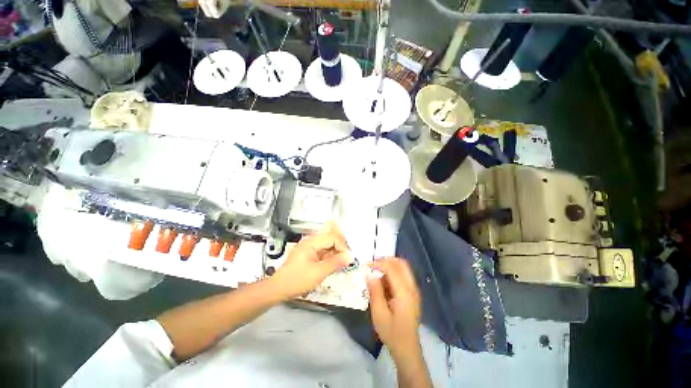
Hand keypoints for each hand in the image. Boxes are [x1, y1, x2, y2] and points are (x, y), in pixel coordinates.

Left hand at [271, 222, 351, 298]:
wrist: (279, 288)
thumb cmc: (297, 280)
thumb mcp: (319, 272)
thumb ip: (336, 263)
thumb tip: (350, 256)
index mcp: (312, 242)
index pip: (333, 237)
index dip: (342, 246)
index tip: (347, 258)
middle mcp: (311, 241)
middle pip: (330, 236)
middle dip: (340, 246)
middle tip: (347, 257)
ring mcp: (309, 246)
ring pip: (328, 243)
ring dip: (336, 251)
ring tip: (341, 262)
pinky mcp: (309, 253)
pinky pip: (323, 250)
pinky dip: (330, 256)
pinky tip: (334, 263)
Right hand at [367, 258, 421, 358]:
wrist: (407, 348)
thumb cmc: (392, 332)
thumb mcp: (379, 314)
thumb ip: (375, 291)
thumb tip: (369, 273)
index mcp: (404, 292)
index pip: (392, 268)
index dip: (379, 263)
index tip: (367, 265)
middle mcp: (412, 287)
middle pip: (401, 263)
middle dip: (386, 260)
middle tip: (373, 265)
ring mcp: (414, 290)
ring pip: (403, 268)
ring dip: (390, 266)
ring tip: (376, 272)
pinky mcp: (413, 293)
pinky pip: (404, 275)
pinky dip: (393, 273)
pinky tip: (384, 282)